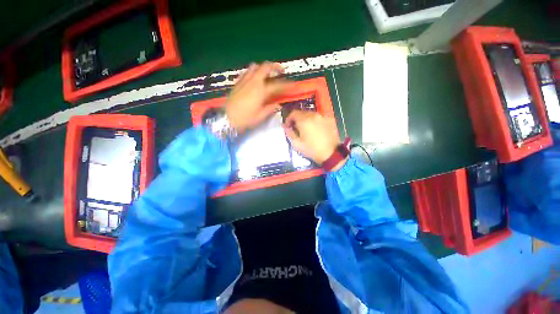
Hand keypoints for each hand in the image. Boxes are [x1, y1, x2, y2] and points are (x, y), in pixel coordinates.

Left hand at [225, 62, 290, 131]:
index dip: (287, 85)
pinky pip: (247, 72)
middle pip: (265, 67)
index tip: (293, 85)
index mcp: (261, 91)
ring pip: (255, 67)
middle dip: (275, 67)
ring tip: (268, 74)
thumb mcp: (260, 116)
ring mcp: (244, 81)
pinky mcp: (238, 83)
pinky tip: (255, 79)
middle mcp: (253, 82)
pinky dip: (253, 72)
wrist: (226, 118)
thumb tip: (278, 104)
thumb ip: (270, 108)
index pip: (277, 85)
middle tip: (281, 71)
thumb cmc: (245, 119)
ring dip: (263, 68)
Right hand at [284, 111, 345, 169]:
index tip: (287, 126)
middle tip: (295, 127)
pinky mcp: (330, 119)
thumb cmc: (312, 150)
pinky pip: (319, 117)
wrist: (331, 154)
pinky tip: (315, 128)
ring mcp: (323, 116)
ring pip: (311, 114)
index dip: (288, 119)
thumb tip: (286, 127)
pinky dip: (314, 120)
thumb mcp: (297, 144)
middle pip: (302, 112)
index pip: (293, 113)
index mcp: (304, 120)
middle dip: (296, 119)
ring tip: (305, 128)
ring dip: (305, 119)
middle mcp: (313, 115)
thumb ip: (289, 134)